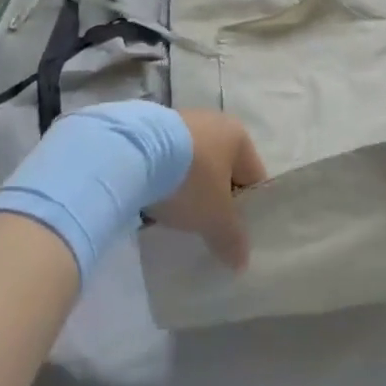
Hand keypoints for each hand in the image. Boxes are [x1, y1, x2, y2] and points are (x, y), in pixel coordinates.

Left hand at [147, 110, 266, 268]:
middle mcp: (213, 122)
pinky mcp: (150, 129)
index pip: (253, 177)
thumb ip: (233, 239)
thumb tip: (242, 262)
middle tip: (206, 230)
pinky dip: (163, 181)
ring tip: (176, 220)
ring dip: (187, 191)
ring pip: (192, 167)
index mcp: (238, 136)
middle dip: (214, 201)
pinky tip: (153, 202)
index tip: (235, 235)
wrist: (131, 152)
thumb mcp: (216, 217)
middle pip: (221, 171)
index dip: (248, 210)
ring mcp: (180, 122)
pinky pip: (166, 162)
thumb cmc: (190, 180)